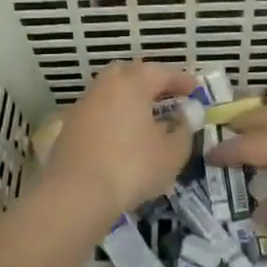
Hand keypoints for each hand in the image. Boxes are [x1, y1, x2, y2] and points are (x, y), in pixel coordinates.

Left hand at [39, 62, 198, 223]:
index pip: (161, 72)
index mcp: (132, 83)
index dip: (181, 80)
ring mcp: (84, 105)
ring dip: (132, 100)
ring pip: (112, 93)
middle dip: (152, 83)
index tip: (195, 90)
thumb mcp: (171, 153)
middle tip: (169, 97)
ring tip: (148, 118)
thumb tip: (186, 115)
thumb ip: (184, 130)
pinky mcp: (71, 127)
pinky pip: (100, 112)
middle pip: (131, 75)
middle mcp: (105, 85)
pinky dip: (115, 116)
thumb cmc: (131, 167)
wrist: (75, 194)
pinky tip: (124, 136)